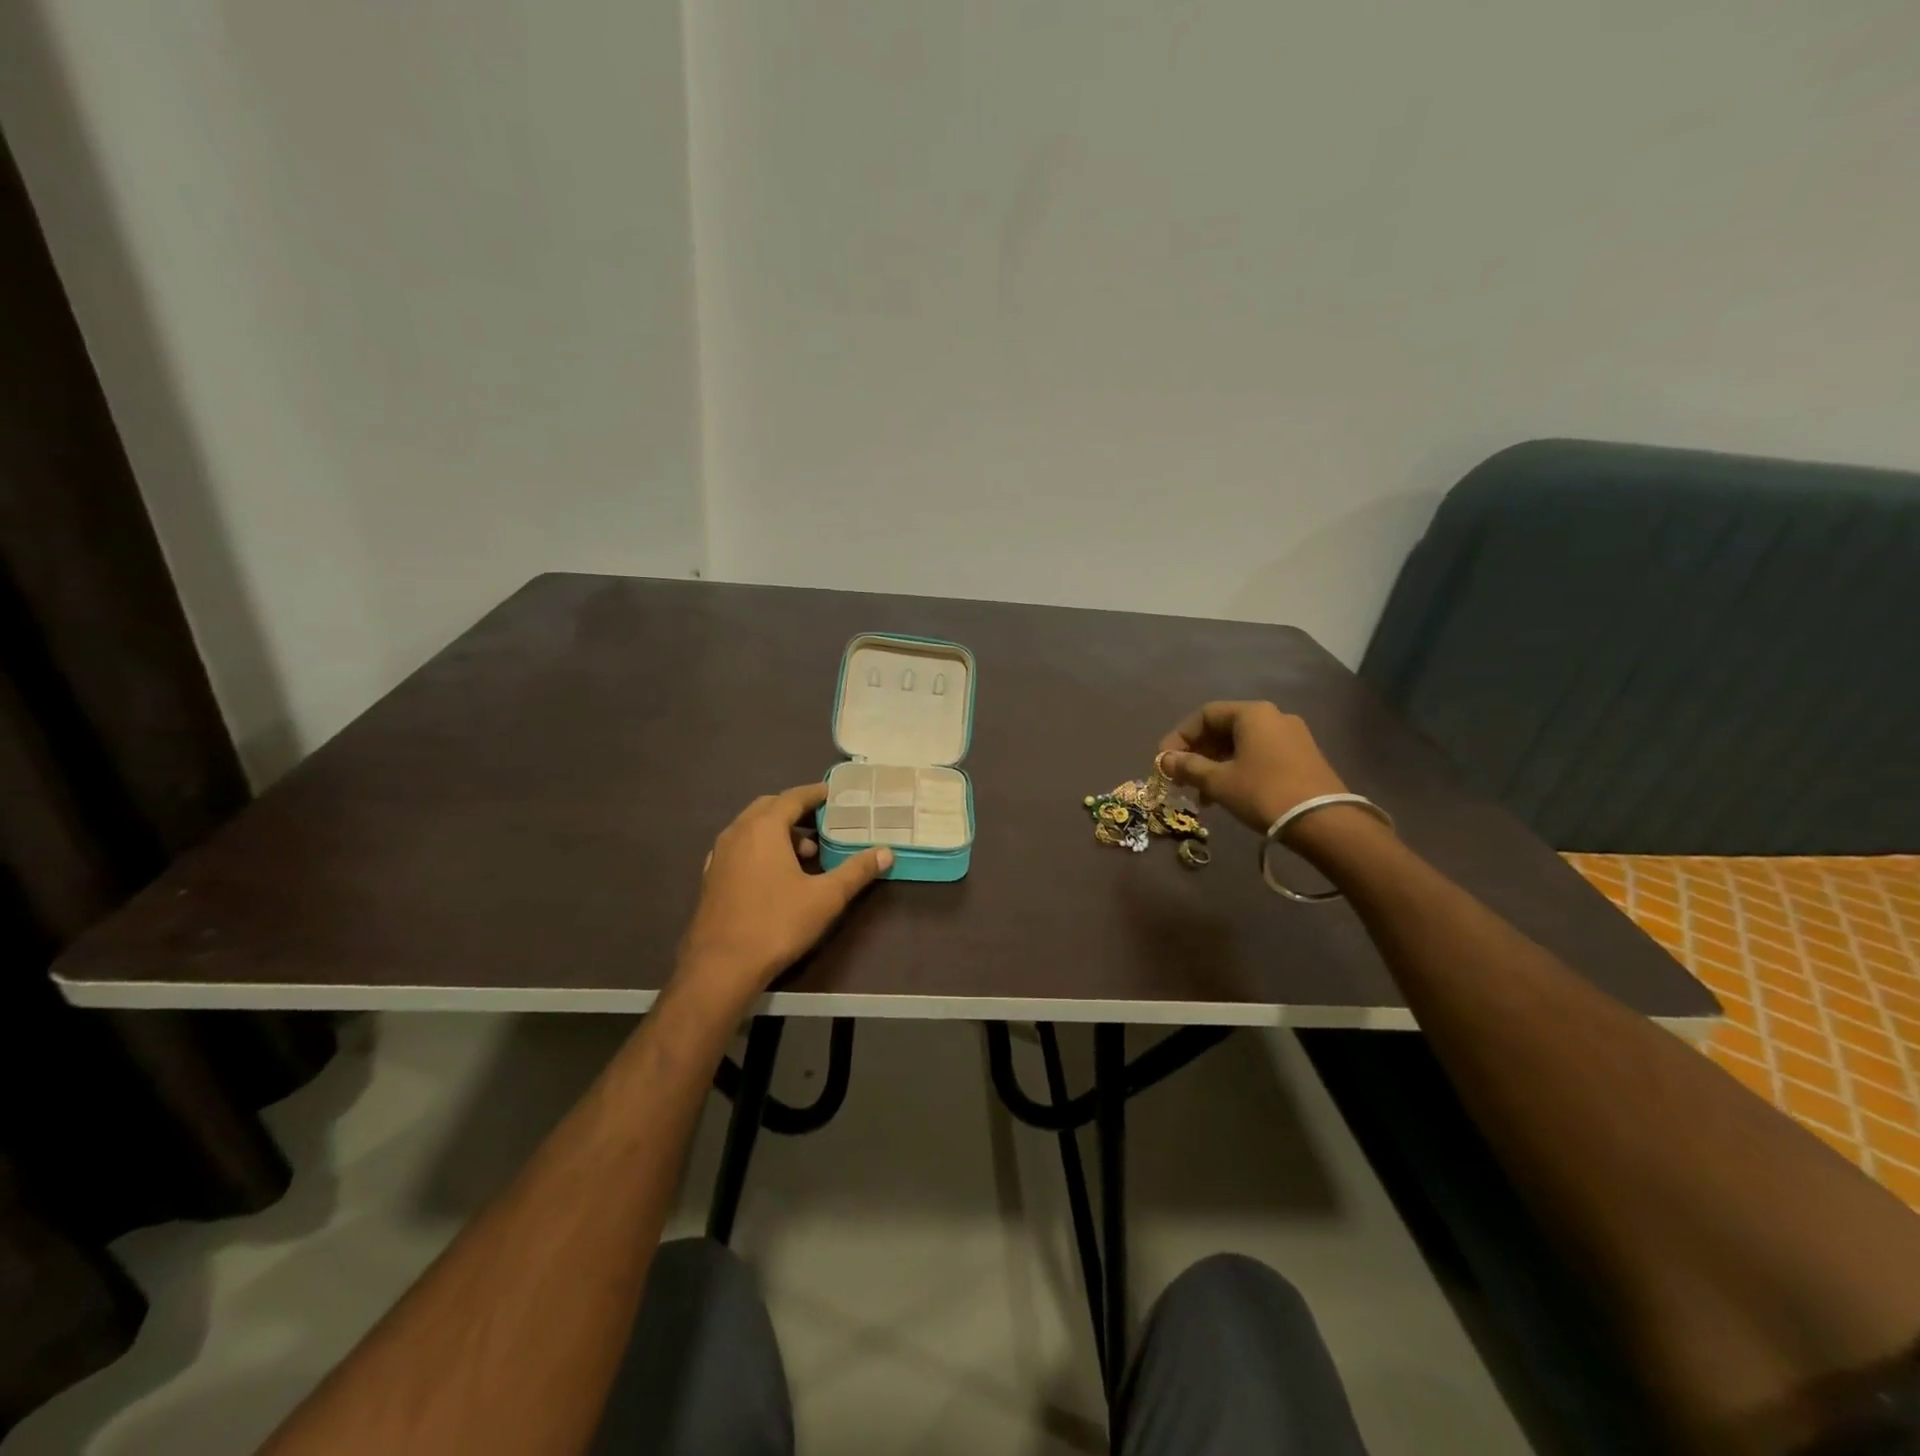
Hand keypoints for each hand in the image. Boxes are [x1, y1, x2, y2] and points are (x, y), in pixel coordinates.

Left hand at [676, 784, 891, 1004]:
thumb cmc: (776, 924)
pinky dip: (761, 847)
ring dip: (779, 831)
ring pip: (752, 828)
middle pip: (769, 807)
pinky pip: (740, 847)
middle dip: (796, 810)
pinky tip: (776, 873)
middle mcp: (737, 833)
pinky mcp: (711, 877)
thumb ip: (856, 871)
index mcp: (764, 828)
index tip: (835, 794)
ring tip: (806, 853)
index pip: (793, 797)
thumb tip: (886, 852)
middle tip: (823, 822)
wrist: (720, 967)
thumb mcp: (826, 898)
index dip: (816, 793)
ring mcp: (719, 855)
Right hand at [1157, 702, 1348, 833]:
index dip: (1179, 737)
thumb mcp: (1219, 781)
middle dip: (1197, 754)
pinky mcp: (1303, 758)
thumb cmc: (1264, 793)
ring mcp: (1292, 737)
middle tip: (1180, 779)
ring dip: (1215, 766)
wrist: (1325, 822)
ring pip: (1241, 745)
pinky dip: (1238, 770)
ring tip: (1201, 795)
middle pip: (1223, 728)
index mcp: (1252, 714)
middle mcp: (1274, 717)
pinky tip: (1228, 795)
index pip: (1205, 715)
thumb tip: (1165, 761)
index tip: (1164, 762)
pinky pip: (1259, 756)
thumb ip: (1188, 767)